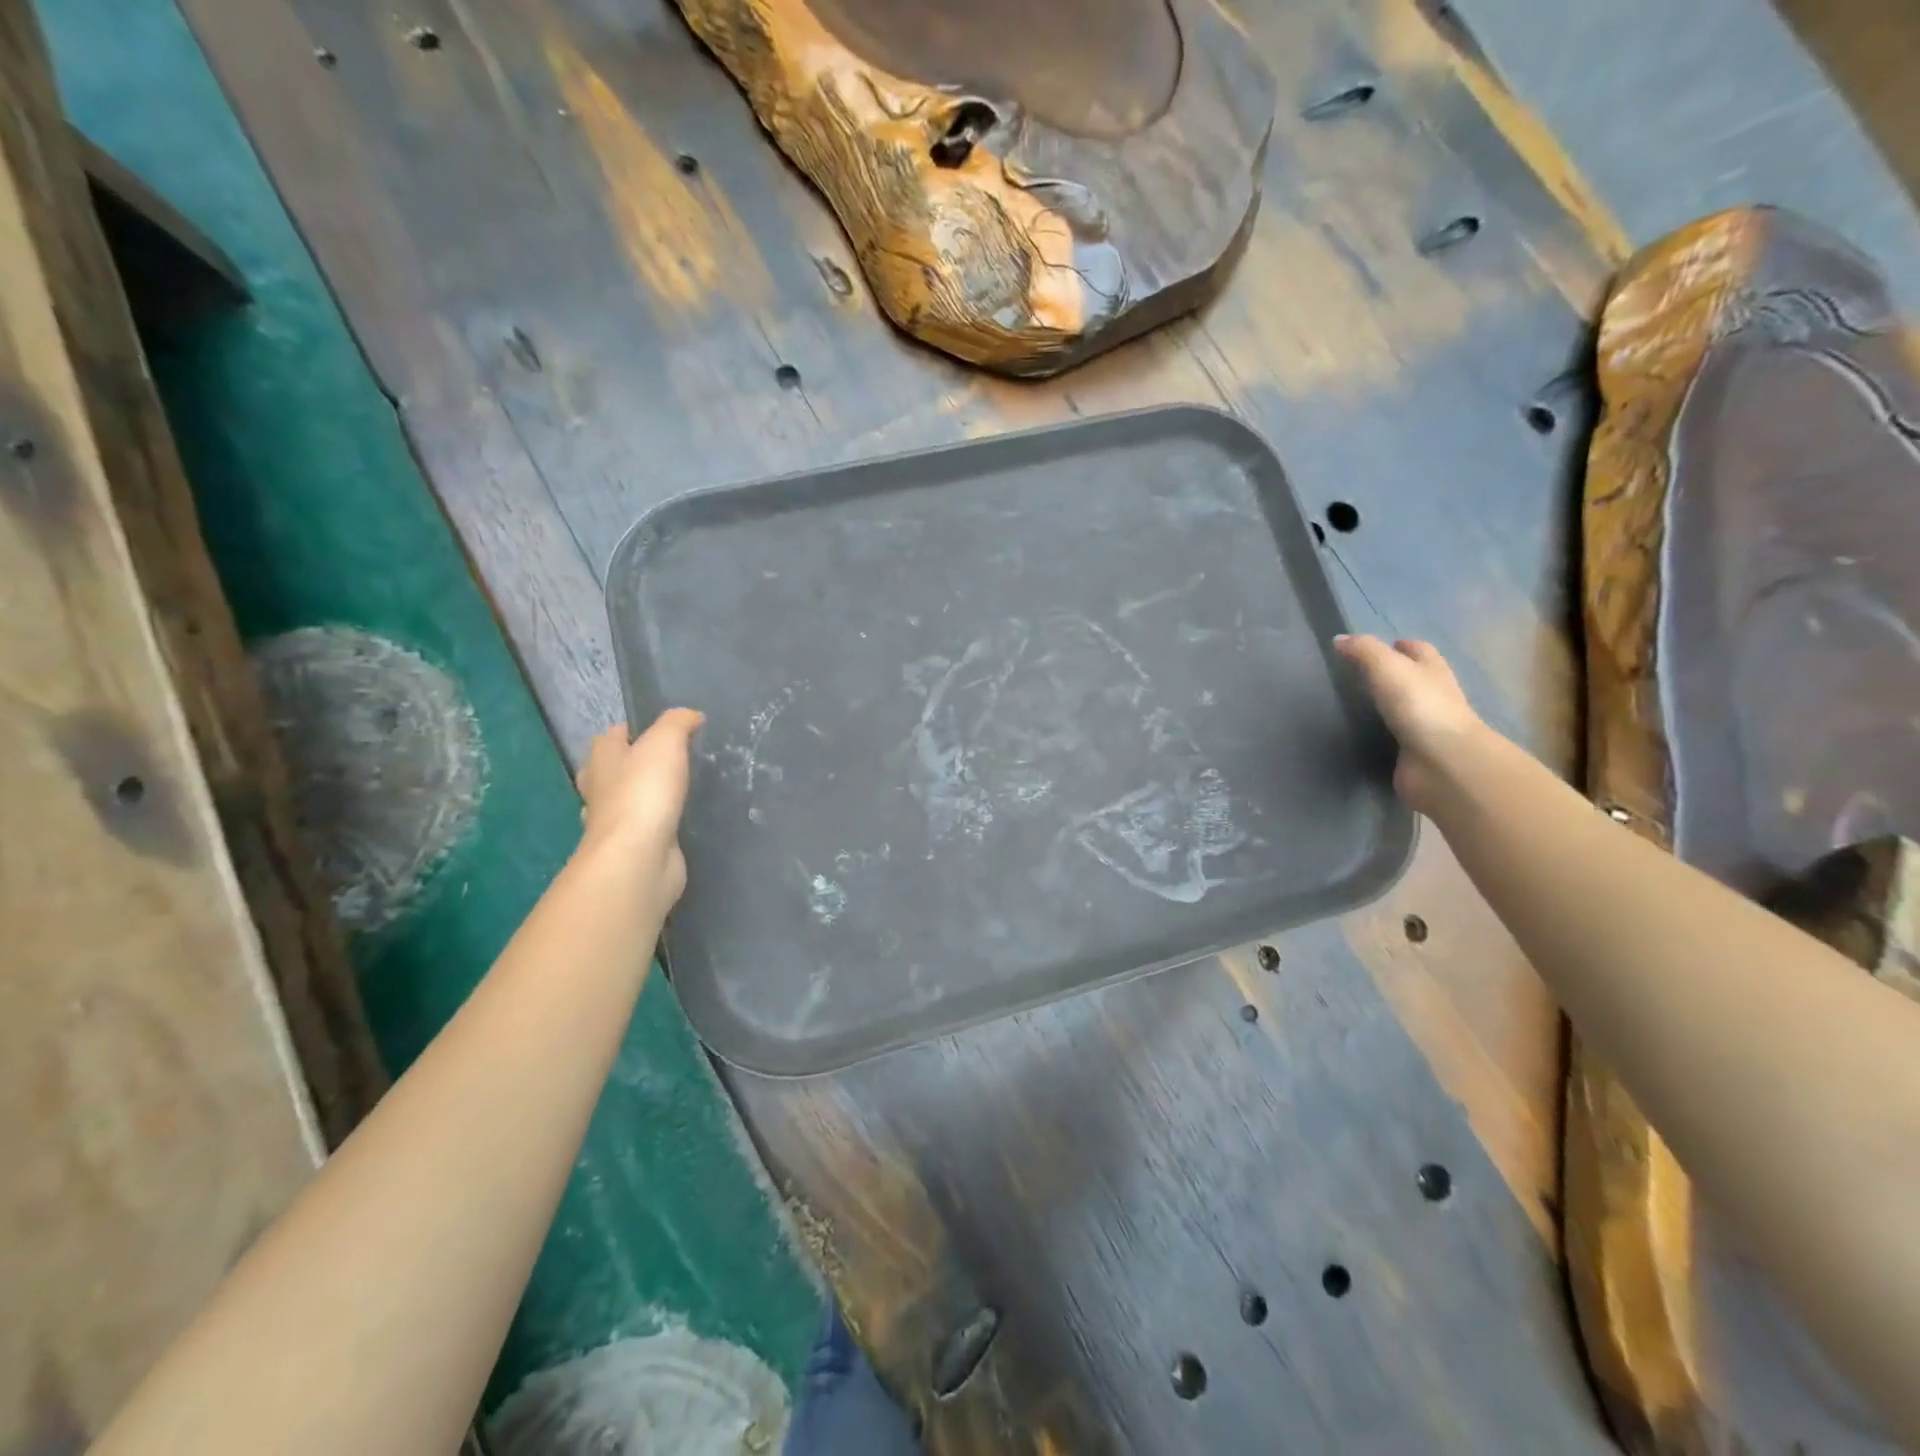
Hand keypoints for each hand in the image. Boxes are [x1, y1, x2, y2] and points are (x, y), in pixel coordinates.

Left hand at [574, 708, 703, 914]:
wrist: (638, 857)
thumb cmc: (644, 792)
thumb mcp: (665, 742)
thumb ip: (678, 723)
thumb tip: (691, 716)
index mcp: (602, 761)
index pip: (609, 738)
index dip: (630, 731)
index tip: (659, 731)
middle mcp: (601, 791)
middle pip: (610, 771)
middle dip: (630, 766)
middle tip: (665, 762)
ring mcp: (614, 824)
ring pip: (625, 803)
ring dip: (641, 798)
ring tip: (674, 791)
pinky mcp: (633, 849)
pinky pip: (644, 830)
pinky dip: (655, 825)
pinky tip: (675, 822)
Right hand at [1334, 635, 1484, 813]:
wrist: (1441, 762)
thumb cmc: (1419, 706)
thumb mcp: (1387, 668)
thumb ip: (1364, 651)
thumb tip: (1339, 639)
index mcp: (1432, 670)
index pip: (1419, 650)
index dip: (1401, 646)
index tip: (1377, 647)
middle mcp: (1434, 695)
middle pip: (1415, 678)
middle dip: (1394, 674)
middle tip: (1359, 675)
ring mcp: (1426, 726)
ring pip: (1404, 708)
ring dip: (1386, 705)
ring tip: (1353, 703)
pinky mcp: (1414, 752)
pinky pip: (1395, 738)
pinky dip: (1382, 734)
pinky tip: (1360, 734)